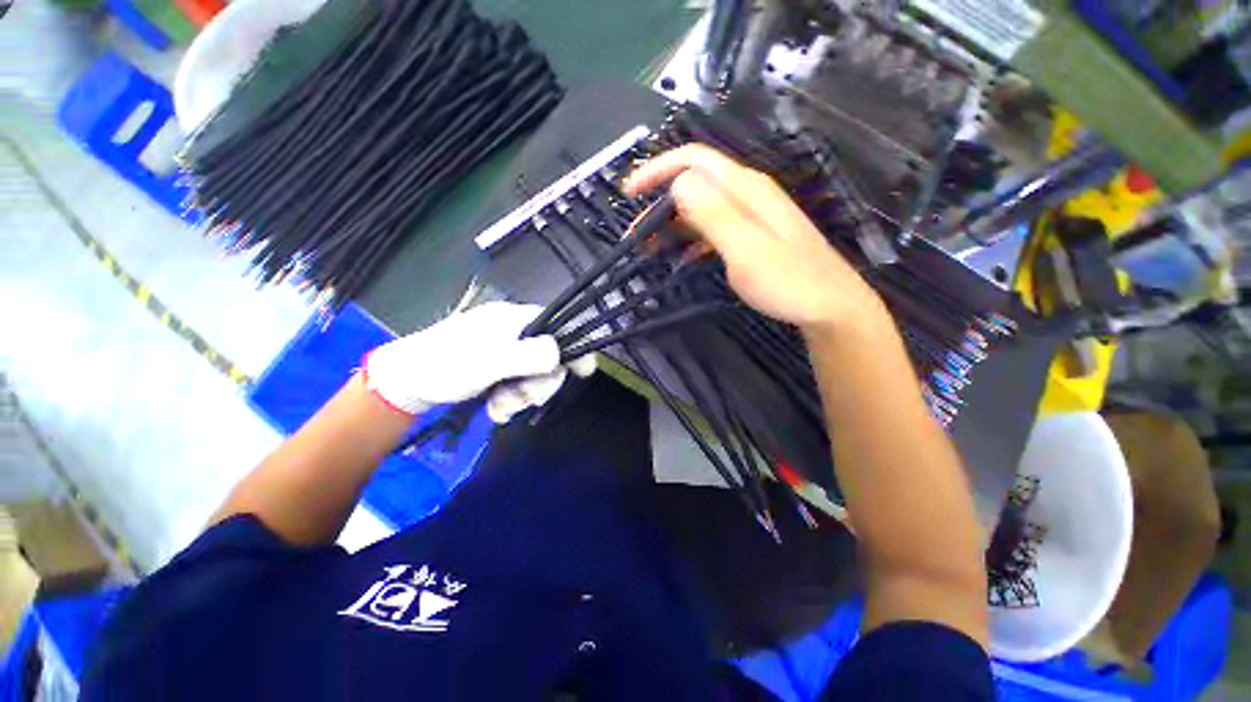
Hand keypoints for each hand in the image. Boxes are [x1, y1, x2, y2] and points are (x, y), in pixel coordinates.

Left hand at [363, 302, 595, 422]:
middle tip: (524, 399)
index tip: (582, 373)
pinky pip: (517, 382)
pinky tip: (496, 410)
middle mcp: (515, 331)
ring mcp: (505, 350)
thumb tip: (562, 353)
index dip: (575, 348)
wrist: (404, 382)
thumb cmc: (447, 365)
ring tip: (501, 409)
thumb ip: (532, 355)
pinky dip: (511, 399)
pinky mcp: (495, 367)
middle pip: (550, 356)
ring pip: (534, 373)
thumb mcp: (492, 361)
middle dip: (540, 383)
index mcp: (517, 319)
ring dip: (523, 396)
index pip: (560, 327)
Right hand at [624, 144, 887, 334]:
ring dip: (672, 224)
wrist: (829, 306)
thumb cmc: (788, 281)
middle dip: (659, 202)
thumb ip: (713, 213)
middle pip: (694, 183)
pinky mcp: (752, 236)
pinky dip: (690, 240)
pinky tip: (681, 259)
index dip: (658, 169)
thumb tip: (677, 183)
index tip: (629, 193)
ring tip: (650, 249)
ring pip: (701, 208)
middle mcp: (747, 194)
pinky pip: (712, 229)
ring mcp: (751, 216)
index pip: (693, 160)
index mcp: (745, 188)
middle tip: (636, 235)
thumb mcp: (745, 249)